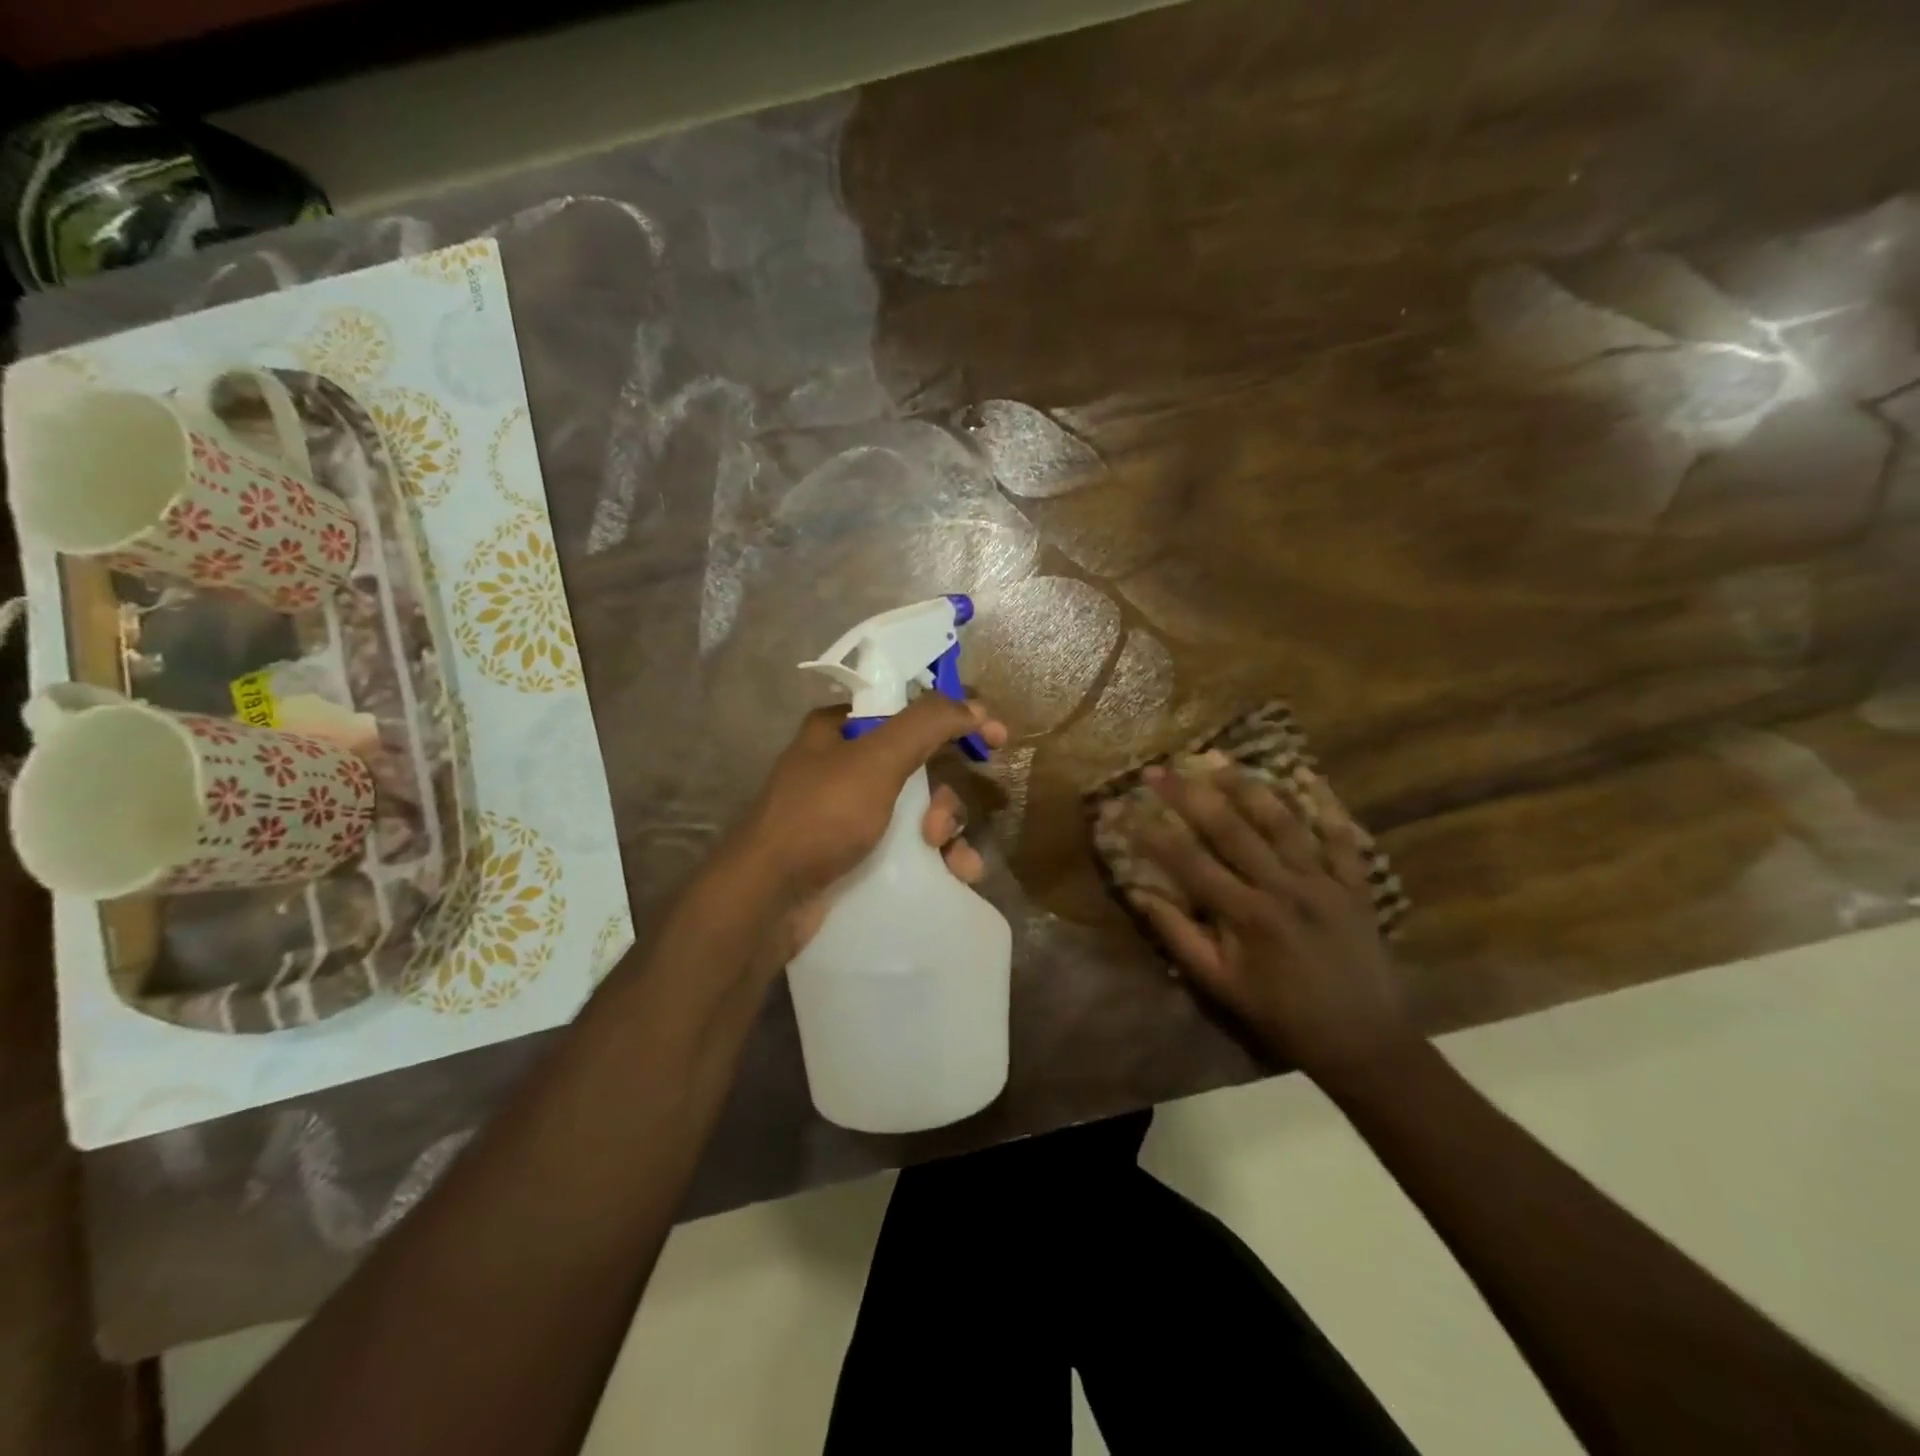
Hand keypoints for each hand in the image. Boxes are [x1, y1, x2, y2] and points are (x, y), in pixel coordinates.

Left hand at [733, 694, 1007, 960]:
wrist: (768, 900)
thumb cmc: (821, 817)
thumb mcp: (876, 760)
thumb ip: (927, 724)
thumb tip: (975, 704)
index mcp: (840, 729)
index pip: (909, 709)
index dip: (954, 720)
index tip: (994, 739)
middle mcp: (843, 765)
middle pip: (920, 764)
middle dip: (944, 795)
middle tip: (937, 825)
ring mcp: (848, 813)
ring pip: (918, 808)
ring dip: (946, 830)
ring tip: (949, 858)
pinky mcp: (855, 853)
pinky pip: (908, 845)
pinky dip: (936, 857)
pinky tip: (956, 876)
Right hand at [1118, 755, 1415, 1084]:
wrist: (1363, 1042)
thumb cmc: (1280, 1015)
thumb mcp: (1219, 985)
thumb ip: (1178, 936)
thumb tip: (1139, 894)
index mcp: (1247, 915)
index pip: (1188, 861)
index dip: (1151, 832)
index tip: (1122, 806)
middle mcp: (1285, 888)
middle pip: (1231, 829)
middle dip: (1190, 794)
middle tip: (1160, 769)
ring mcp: (1325, 882)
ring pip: (1283, 822)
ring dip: (1248, 787)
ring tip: (1218, 759)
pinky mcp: (1356, 885)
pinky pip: (1343, 837)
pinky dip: (1327, 804)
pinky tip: (1307, 774)